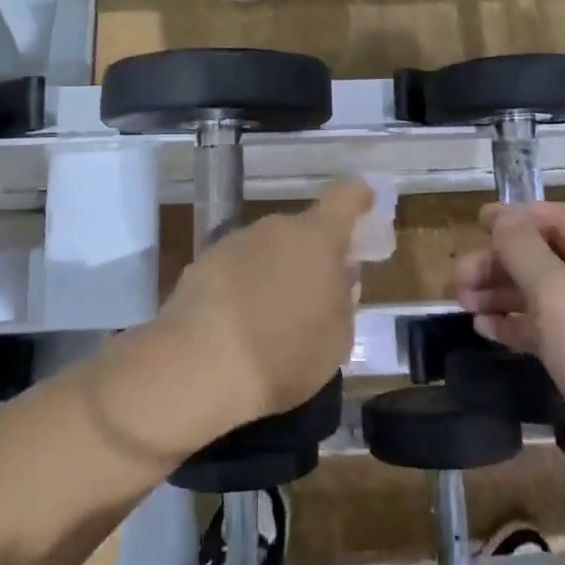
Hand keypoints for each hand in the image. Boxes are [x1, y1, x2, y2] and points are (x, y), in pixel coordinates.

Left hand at [155, 178, 372, 431]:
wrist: (197, 367)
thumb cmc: (283, 354)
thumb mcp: (337, 339)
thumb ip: (344, 300)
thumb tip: (341, 278)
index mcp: (316, 238)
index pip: (345, 197)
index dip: (359, 198)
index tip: (367, 205)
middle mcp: (275, 228)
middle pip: (303, 230)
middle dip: (313, 255)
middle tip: (318, 293)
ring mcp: (233, 243)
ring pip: (267, 250)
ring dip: (276, 272)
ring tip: (275, 319)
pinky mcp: (201, 264)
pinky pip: (236, 270)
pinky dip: (244, 288)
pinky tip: (240, 326)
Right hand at [455, 203, 564, 431]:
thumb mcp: (556, 290)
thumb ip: (523, 248)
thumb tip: (503, 219)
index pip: (559, 219)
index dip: (517, 217)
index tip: (477, 224)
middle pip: (546, 257)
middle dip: (500, 262)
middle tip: (459, 278)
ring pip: (543, 295)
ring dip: (501, 293)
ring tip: (463, 303)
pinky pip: (547, 330)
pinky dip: (516, 324)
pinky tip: (485, 329)